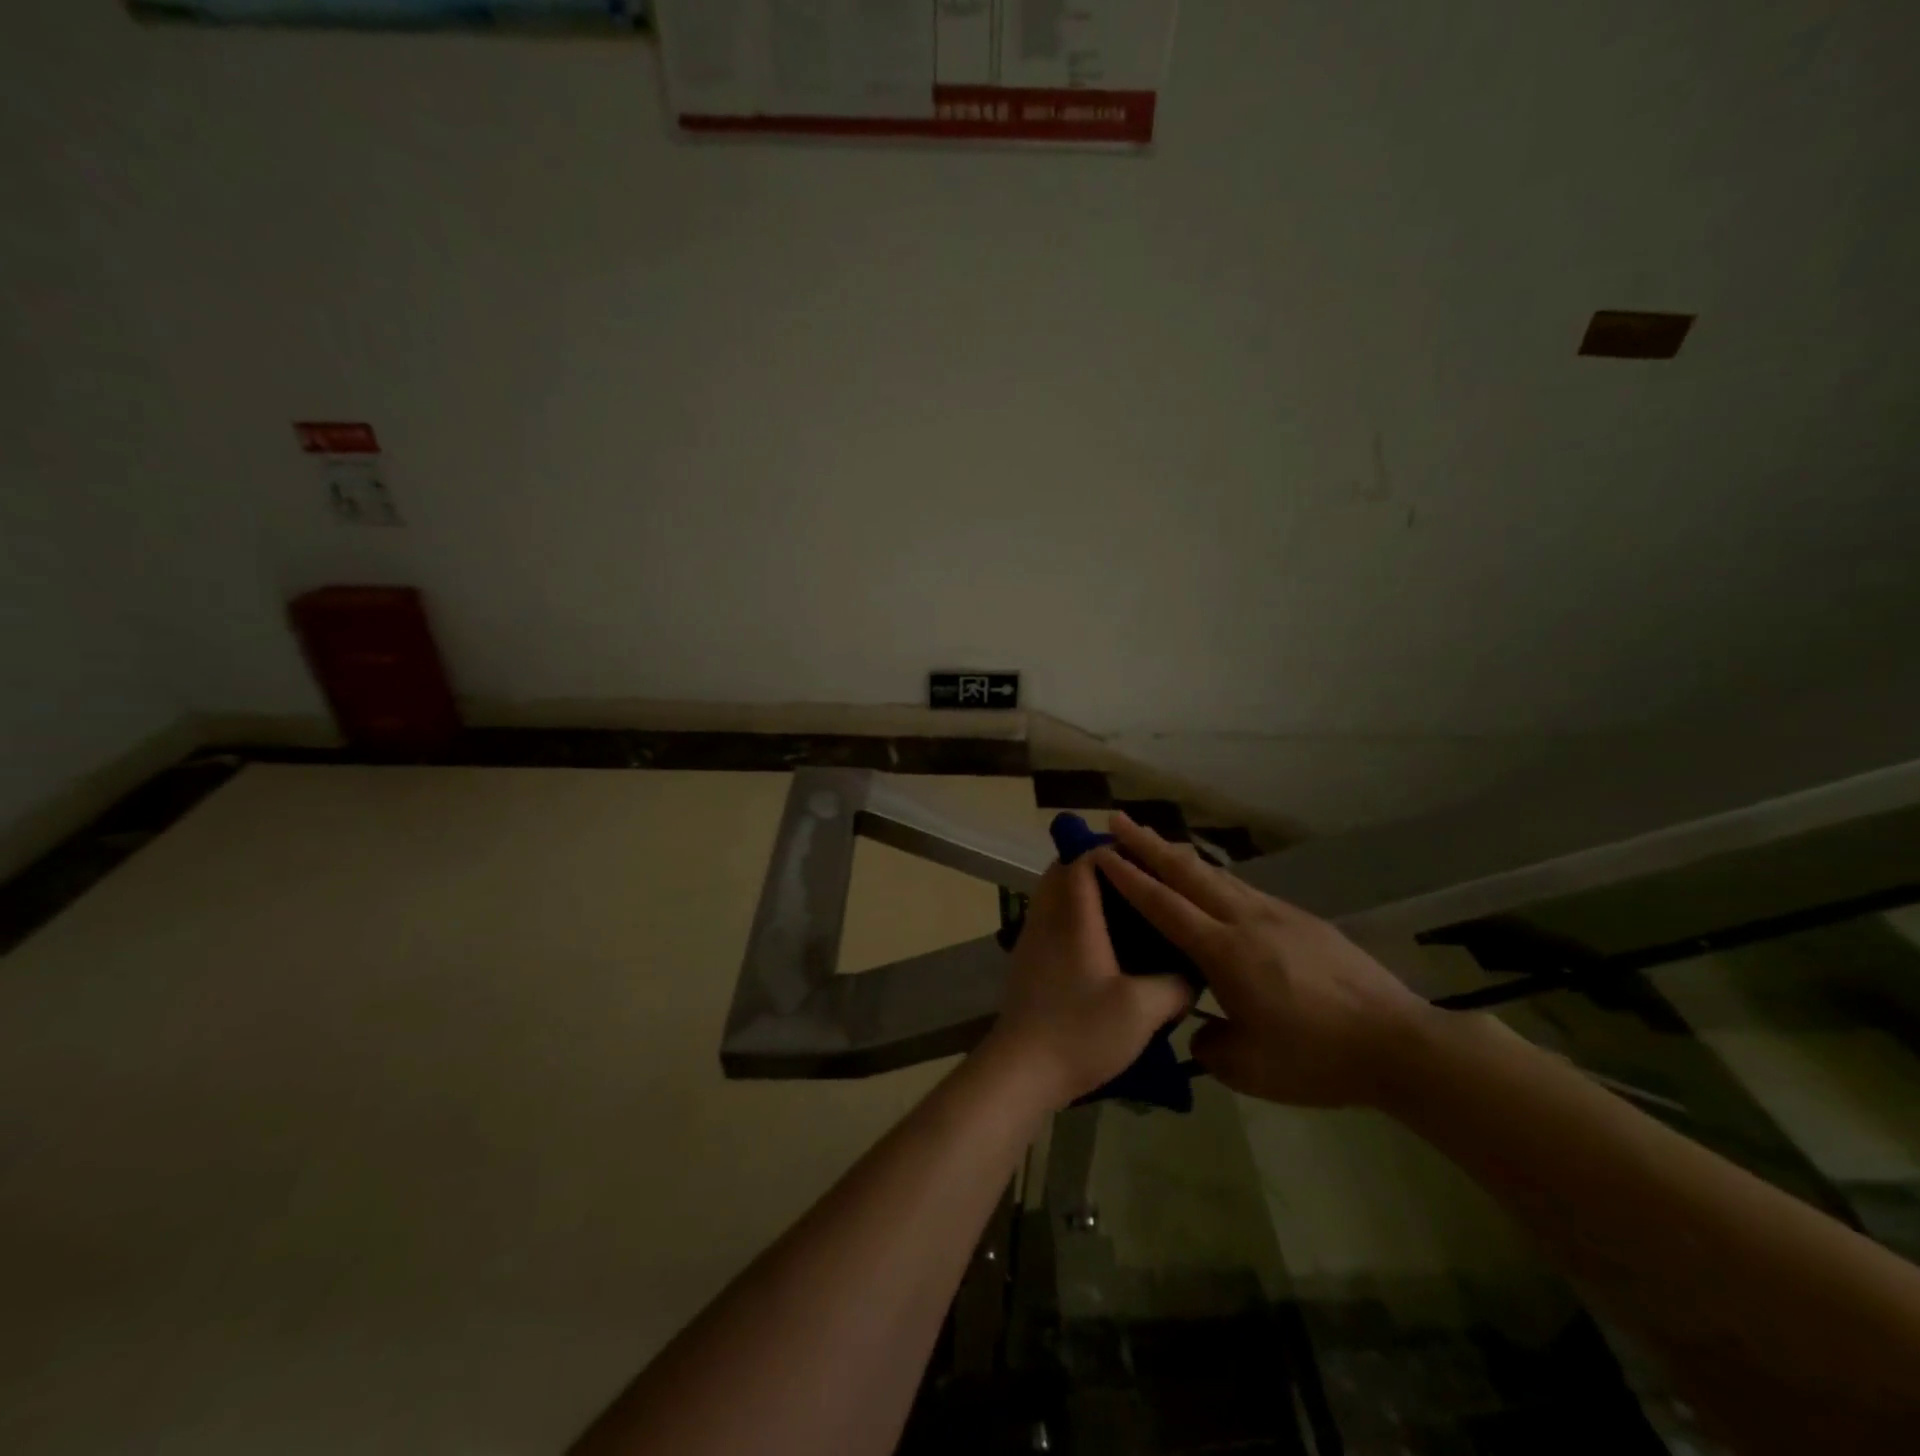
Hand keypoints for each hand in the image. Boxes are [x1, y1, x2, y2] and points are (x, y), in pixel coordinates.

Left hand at [979, 857, 1193, 1111]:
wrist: (1020, 1071)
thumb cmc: (1080, 1031)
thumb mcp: (1142, 1010)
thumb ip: (1175, 985)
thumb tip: (1192, 973)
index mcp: (1073, 917)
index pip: (1083, 860)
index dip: (1111, 852)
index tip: (1145, 860)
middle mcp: (1046, 918)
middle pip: (1062, 872)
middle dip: (1096, 868)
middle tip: (1135, 882)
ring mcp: (1031, 940)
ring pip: (1053, 896)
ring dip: (1082, 893)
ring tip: (1124, 911)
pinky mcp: (1027, 963)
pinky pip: (1050, 921)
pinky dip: (1073, 917)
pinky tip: (1102, 946)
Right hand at [1092, 813, 1435, 1107]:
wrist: (1397, 1043)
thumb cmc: (1316, 1058)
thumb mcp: (1249, 1069)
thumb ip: (1211, 1047)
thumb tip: (1202, 1033)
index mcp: (1224, 953)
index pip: (1164, 906)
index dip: (1129, 878)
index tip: (1102, 852)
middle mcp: (1244, 921)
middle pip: (1187, 872)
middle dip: (1147, 844)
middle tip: (1117, 820)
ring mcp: (1276, 914)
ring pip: (1217, 874)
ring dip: (1180, 854)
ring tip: (1156, 840)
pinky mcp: (1301, 919)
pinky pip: (1244, 889)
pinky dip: (1215, 875)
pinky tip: (1213, 880)